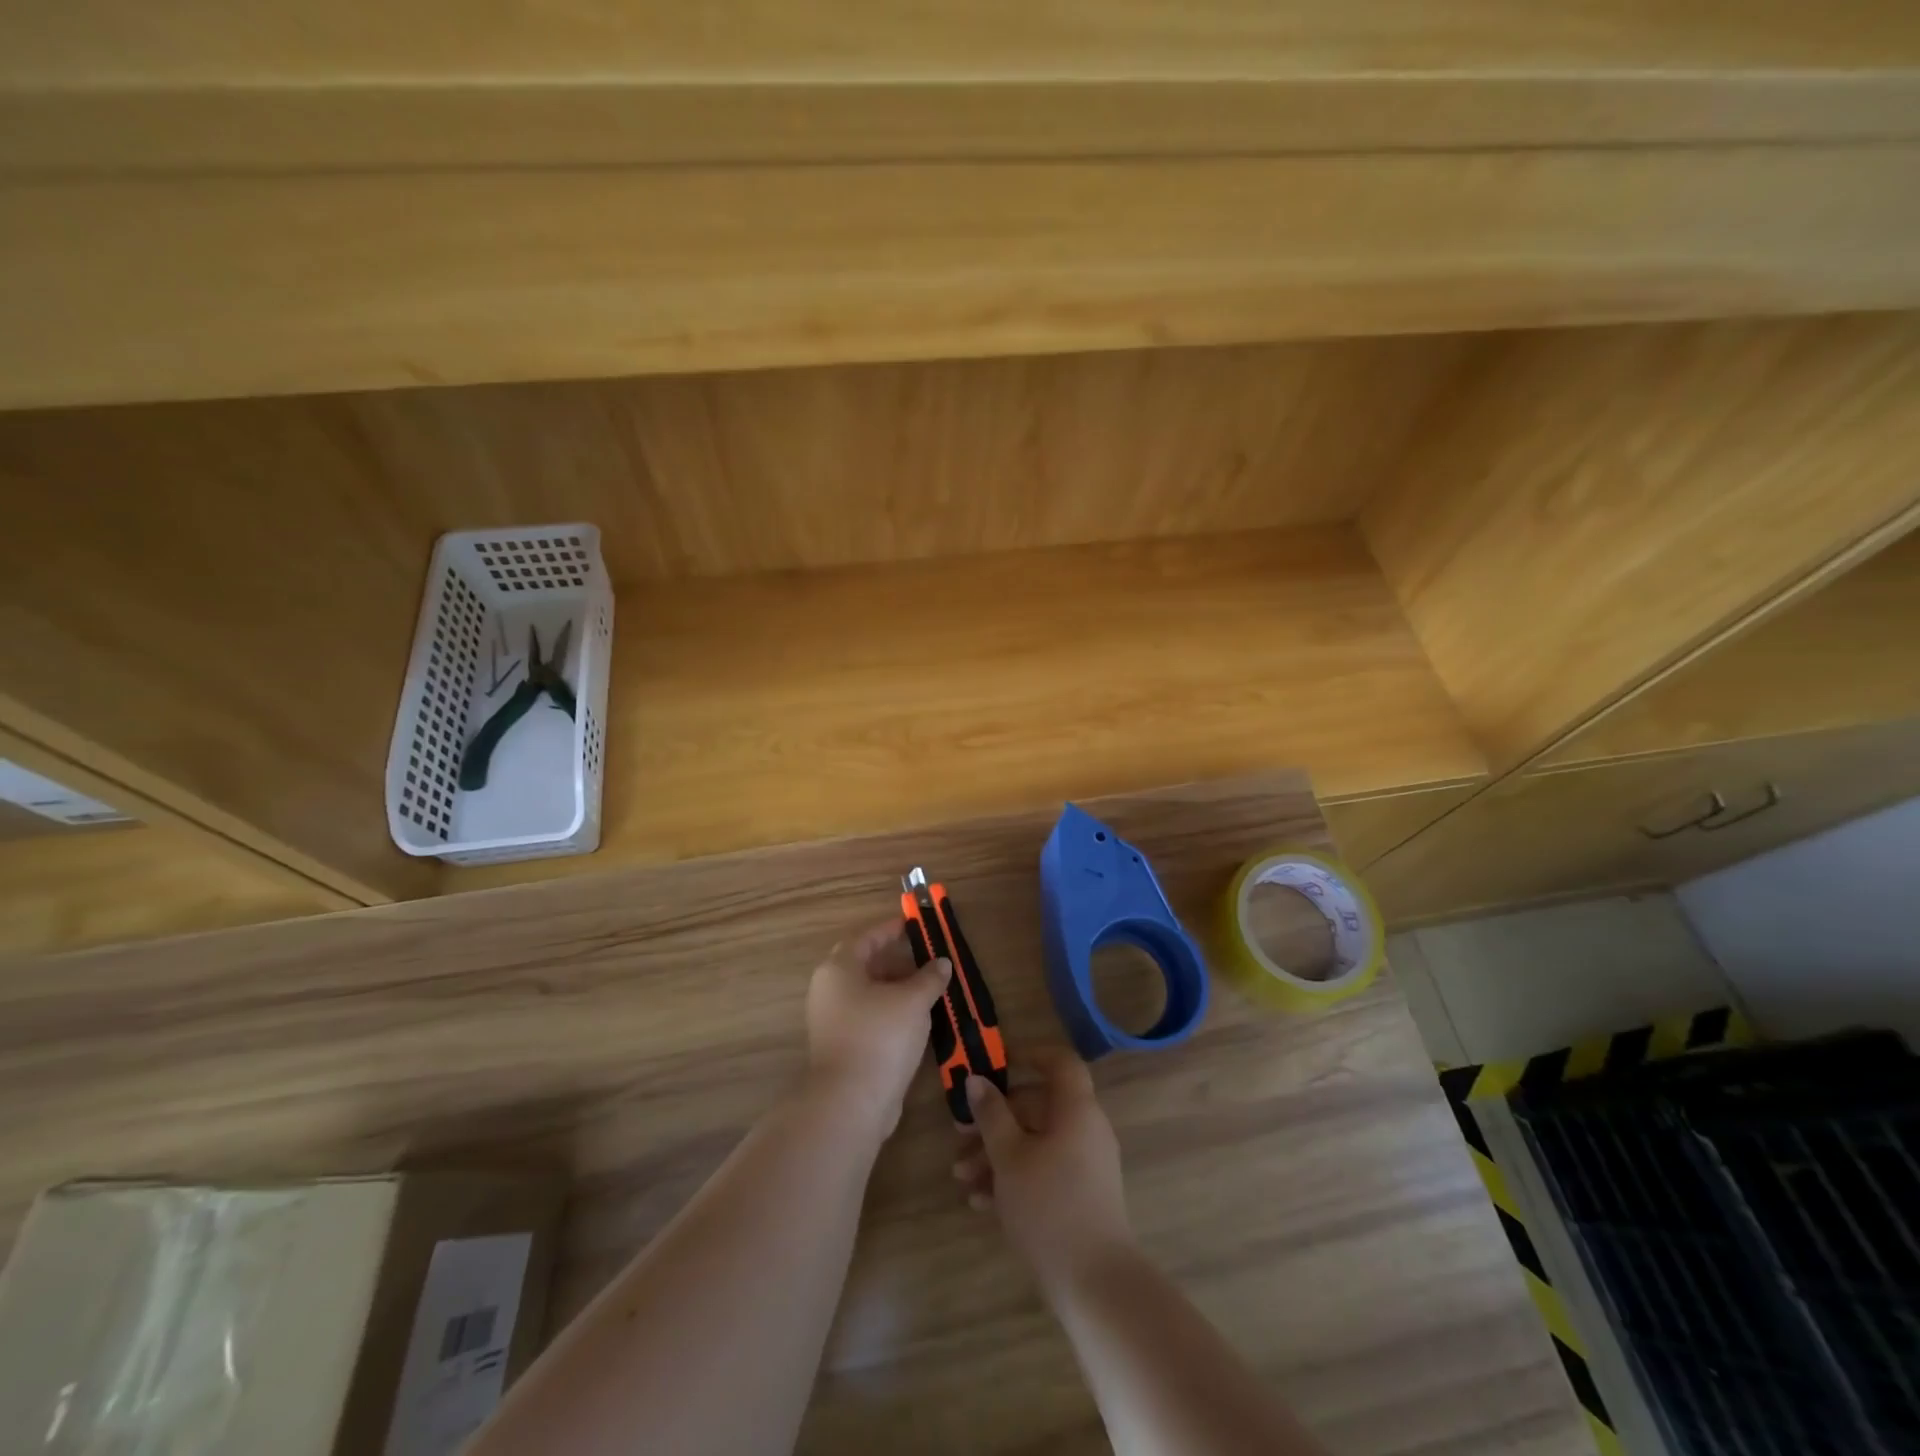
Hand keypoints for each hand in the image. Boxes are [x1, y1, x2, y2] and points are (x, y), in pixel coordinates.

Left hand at [804, 916, 951, 1138]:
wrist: (851, 1103)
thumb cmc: (880, 1037)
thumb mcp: (913, 1000)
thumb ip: (929, 977)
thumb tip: (942, 963)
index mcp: (839, 969)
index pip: (866, 938)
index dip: (891, 929)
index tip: (913, 925)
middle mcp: (829, 990)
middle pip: (865, 965)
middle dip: (896, 961)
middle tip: (925, 959)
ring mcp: (832, 1021)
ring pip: (868, 994)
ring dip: (897, 989)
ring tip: (928, 990)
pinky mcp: (841, 1047)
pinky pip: (869, 1018)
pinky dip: (891, 1012)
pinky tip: (916, 1020)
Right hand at [953, 1047, 1135, 1291]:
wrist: (1095, 1284)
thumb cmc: (1049, 1206)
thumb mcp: (1009, 1156)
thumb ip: (991, 1114)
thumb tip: (977, 1080)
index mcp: (1076, 1109)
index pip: (1059, 1062)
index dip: (1029, 1054)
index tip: (996, 1063)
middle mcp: (1086, 1129)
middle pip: (1037, 1107)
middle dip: (994, 1120)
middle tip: (959, 1137)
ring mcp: (1086, 1164)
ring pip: (1036, 1142)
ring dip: (997, 1153)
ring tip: (962, 1177)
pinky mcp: (1081, 1196)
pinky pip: (1044, 1170)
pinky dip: (1015, 1177)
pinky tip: (981, 1202)